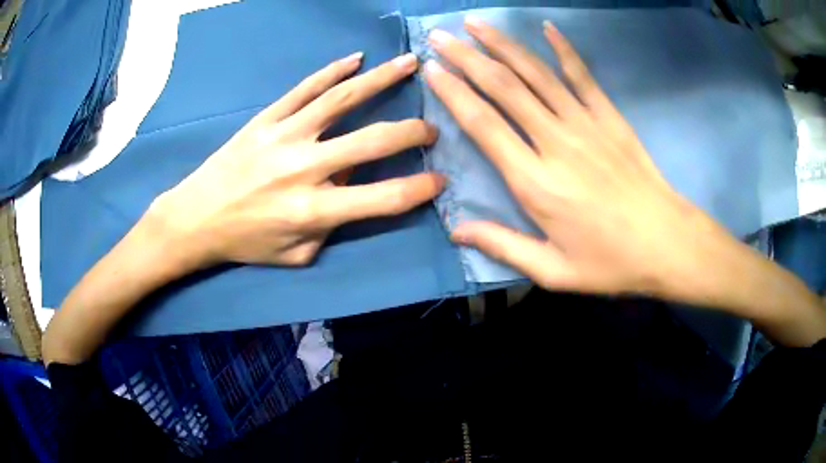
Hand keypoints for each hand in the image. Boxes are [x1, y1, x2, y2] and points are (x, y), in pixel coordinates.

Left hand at [150, 52, 442, 269]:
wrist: (196, 218)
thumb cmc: (246, 241)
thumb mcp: (296, 253)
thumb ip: (331, 226)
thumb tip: (351, 189)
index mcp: (313, 210)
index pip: (383, 198)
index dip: (419, 188)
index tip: (440, 178)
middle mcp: (304, 168)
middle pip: (372, 140)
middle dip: (412, 132)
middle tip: (431, 128)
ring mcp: (284, 136)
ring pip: (342, 99)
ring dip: (382, 79)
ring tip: (411, 64)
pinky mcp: (266, 119)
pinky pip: (305, 88)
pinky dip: (332, 71)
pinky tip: (355, 59)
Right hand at [424, 19, 825, 346]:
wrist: (667, 244)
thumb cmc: (610, 262)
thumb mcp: (553, 271)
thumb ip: (503, 246)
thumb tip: (455, 230)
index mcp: (536, 183)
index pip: (484, 125)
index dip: (454, 93)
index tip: (432, 70)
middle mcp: (555, 142)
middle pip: (503, 88)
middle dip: (467, 57)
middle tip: (440, 37)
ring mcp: (586, 124)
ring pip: (536, 74)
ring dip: (503, 45)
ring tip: (475, 24)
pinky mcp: (610, 118)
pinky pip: (583, 76)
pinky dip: (564, 50)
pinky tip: (547, 27)